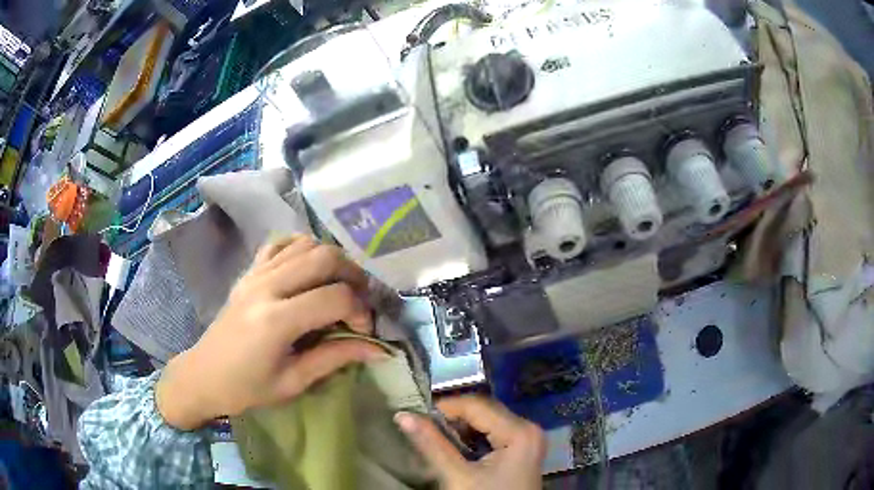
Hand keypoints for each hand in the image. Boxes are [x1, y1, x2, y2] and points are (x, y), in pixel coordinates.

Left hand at [156, 235, 387, 429]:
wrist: (204, 375)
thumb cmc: (247, 388)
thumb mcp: (293, 382)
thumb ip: (335, 357)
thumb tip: (378, 348)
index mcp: (276, 321)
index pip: (335, 297)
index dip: (359, 311)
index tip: (362, 331)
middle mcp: (266, 287)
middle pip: (324, 257)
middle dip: (353, 275)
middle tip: (359, 300)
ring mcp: (255, 274)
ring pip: (305, 244)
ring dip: (331, 259)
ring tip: (338, 285)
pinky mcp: (248, 272)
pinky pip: (279, 243)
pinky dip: (302, 247)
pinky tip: (309, 268)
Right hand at [395, 396, 545, 489]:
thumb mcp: (457, 475)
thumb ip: (432, 444)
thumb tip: (403, 415)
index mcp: (519, 431)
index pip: (477, 405)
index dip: (445, 407)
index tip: (416, 415)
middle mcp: (528, 428)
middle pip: (485, 410)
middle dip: (453, 418)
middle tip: (424, 427)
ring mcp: (528, 439)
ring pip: (489, 421)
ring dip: (462, 428)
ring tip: (436, 437)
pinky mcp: (523, 449)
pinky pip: (496, 432)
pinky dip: (474, 437)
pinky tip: (457, 448)